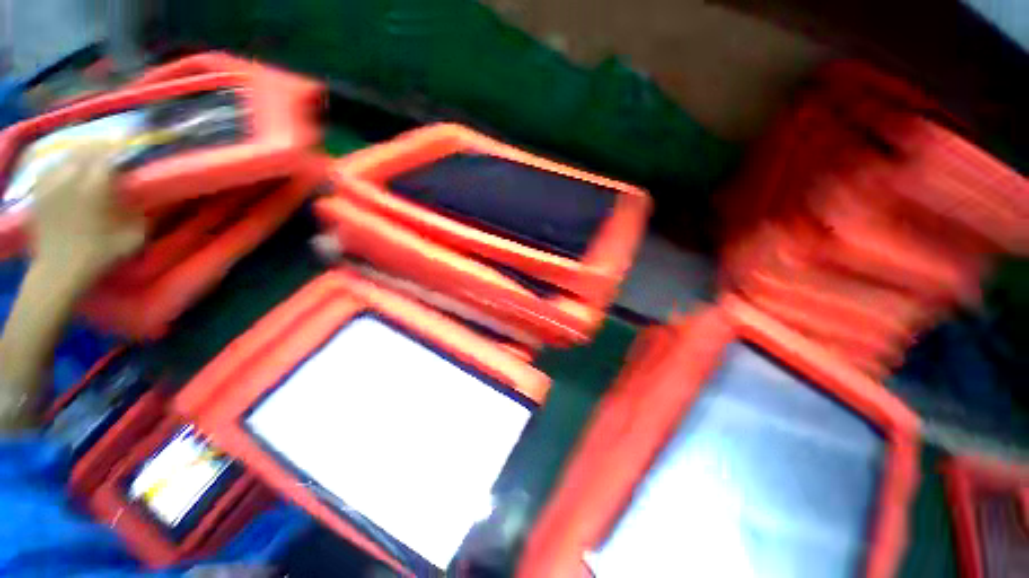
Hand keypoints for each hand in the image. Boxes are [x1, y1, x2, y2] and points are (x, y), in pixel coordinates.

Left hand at [29, 141, 144, 277]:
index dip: (121, 145)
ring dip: (81, 152)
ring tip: (91, 153)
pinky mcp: (39, 192)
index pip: (109, 154)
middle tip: (113, 144)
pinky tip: (68, 167)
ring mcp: (51, 184)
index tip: (133, 139)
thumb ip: (138, 212)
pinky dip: (63, 163)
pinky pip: (52, 167)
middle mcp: (70, 178)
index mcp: (95, 187)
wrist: (58, 271)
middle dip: (101, 145)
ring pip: (68, 155)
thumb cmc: (99, 254)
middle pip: (86, 150)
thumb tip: (140, 197)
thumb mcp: (132, 237)